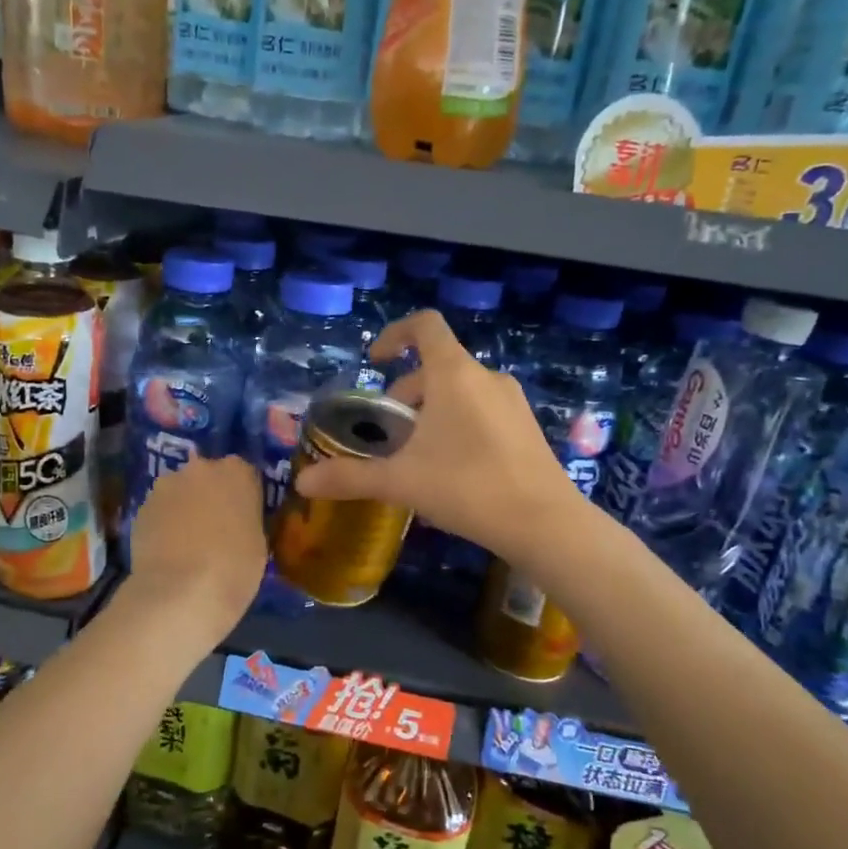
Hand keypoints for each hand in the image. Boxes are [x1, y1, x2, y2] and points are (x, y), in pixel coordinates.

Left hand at [126, 455, 266, 636]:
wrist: (180, 593)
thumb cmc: (234, 569)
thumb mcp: (258, 543)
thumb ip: (246, 519)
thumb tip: (234, 520)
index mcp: (237, 472)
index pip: (245, 474)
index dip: (243, 497)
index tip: (244, 518)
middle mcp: (201, 468)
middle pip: (208, 476)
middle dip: (211, 496)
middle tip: (215, 529)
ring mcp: (166, 485)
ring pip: (180, 491)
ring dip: (185, 508)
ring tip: (187, 543)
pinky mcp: (141, 507)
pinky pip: (160, 511)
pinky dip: (164, 524)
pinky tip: (168, 551)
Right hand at [293, 311, 581, 568]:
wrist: (544, 523)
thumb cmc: (468, 487)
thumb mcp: (402, 481)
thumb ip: (350, 478)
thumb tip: (303, 482)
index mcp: (455, 374)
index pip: (424, 325)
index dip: (395, 333)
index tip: (375, 361)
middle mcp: (486, 377)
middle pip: (438, 365)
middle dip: (407, 392)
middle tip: (389, 431)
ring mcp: (512, 402)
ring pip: (461, 390)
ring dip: (432, 410)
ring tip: (417, 453)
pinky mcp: (527, 426)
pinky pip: (482, 410)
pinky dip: (459, 423)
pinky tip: (452, 468)